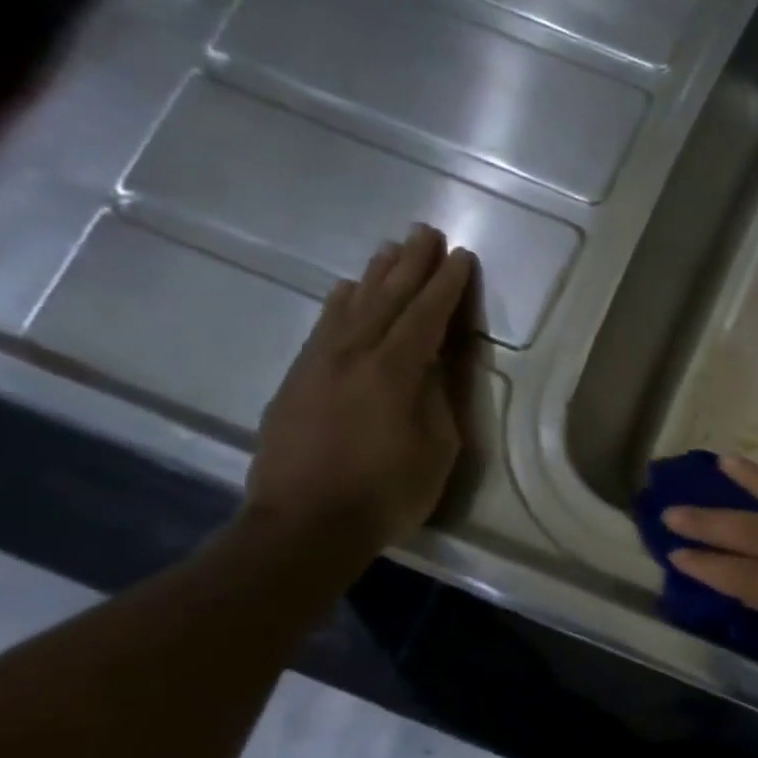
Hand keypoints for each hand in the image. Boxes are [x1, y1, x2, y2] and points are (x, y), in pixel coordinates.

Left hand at [246, 225, 476, 551]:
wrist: (304, 525)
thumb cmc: (387, 492)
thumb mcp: (437, 448)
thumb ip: (440, 396)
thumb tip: (439, 358)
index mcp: (395, 371)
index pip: (426, 315)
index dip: (446, 285)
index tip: (461, 256)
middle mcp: (354, 354)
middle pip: (386, 298)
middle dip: (411, 264)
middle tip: (426, 232)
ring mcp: (319, 364)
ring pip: (351, 306)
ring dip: (374, 275)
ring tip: (390, 249)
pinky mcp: (296, 379)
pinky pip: (323, 326)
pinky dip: (339, 302)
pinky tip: (345, 290)